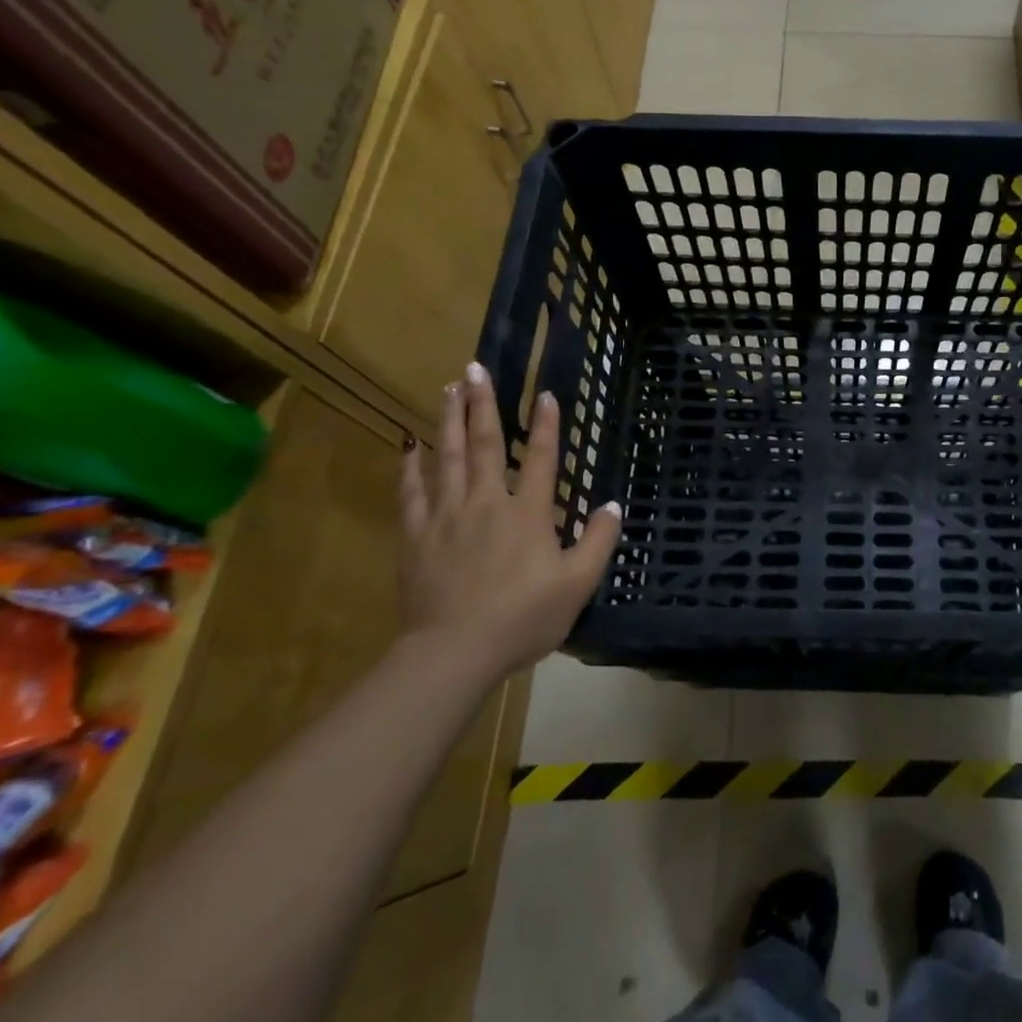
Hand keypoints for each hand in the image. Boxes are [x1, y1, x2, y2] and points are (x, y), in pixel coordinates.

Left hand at [398, 363, 620, 681]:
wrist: (453, 653)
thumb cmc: (522, 618)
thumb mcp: (577, 584)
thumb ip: (598, 541)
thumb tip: (612, 504)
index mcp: (527, 513)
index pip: (541, 458)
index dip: (546, 425)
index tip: (543, 393)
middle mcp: (487, 503)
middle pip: (484, 444)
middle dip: (482, 403)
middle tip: (475, 368)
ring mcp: (447, 517)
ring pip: (447, 457)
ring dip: (448, 420)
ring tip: (449, 388)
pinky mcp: (416, 537)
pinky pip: (412, 494)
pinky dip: (411, 468)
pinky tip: (409, 447)